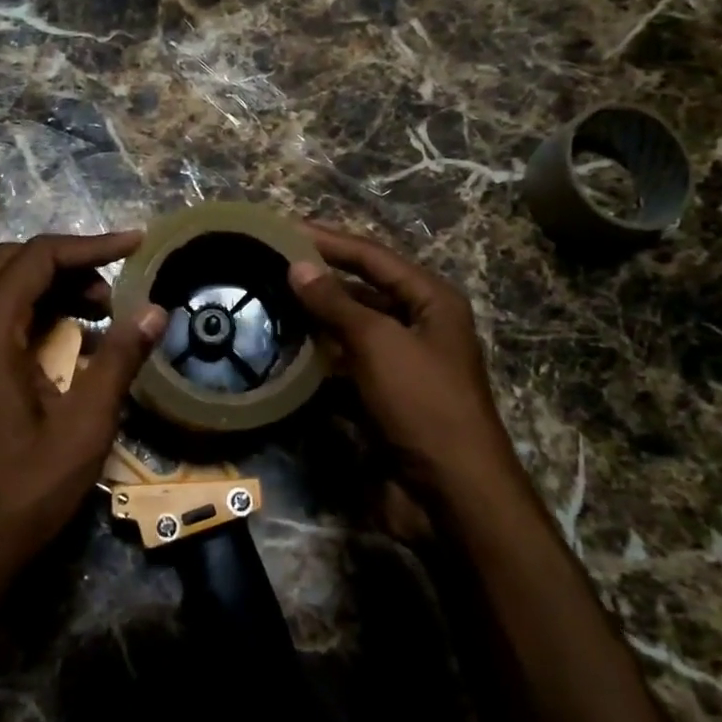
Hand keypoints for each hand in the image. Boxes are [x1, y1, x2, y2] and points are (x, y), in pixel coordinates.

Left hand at [0, 233, 167, 592]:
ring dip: (51, 289)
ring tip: (100, 318)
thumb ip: (120, 360)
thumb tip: (155, 310)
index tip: (137, 245)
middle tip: (114, 291)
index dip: (91, 245)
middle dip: (69, 264)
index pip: (38, 258)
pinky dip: (35, 316)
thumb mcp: (84, 426)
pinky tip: (70, 347)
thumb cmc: (23, 492)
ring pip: (0, 290)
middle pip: (12, 263)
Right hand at [288, 223, 517, 502]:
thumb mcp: (379, 343)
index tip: (285, 228)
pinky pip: (346, 367)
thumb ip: (336, 302)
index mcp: (431, 301)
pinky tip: (286, 353)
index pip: (373, 257)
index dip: (330, 240)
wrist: (451, 493)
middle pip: (363, 290)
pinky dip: (319, 360)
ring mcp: (402, 365)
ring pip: (352, 330)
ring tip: (269, 303)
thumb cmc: (423, 403)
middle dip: (320, 278)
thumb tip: (299, 265)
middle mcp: (419, 326)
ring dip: (316, 319)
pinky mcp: (384, 398)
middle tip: (270, 264)